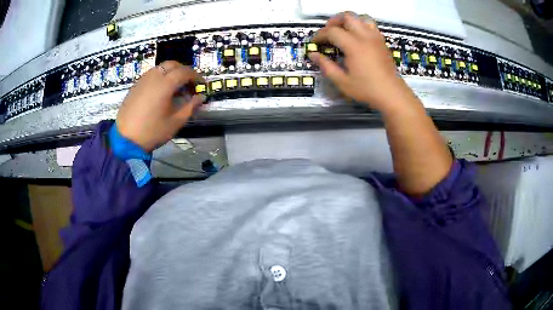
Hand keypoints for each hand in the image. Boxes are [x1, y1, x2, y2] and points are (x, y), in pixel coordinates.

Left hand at [116, 61, 204, 151]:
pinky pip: (151, 74)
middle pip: (172, 64)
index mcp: (165, 84)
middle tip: (189, 83)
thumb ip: (190, 107)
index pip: (185, 72)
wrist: (126, 140)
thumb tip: (201, 97)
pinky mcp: (135, 86)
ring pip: (160, 67)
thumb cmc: (152, 132)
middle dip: (184, 71)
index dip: (196, 76)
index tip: (202, 85)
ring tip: (175, 87)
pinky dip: (160, 77)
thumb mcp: (175, 122)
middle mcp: (154, 76)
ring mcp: (143, 80)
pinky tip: (161, 91)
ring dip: (171, 72)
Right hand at [309, 12, 410, 110]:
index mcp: (354, 46)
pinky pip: (370, 25)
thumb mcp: (342, 81)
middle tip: (328, 33)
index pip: (332, 31)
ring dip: (349, 21)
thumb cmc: (367, 89)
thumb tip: (313, 55)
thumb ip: (326, 66)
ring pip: (360, 17)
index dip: (320, 35)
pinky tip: (357, 37)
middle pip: (347, 17)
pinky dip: (361, 25)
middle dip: (334, 21)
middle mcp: (365, 36)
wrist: (391, 93)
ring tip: (343, 31)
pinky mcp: (382, 41)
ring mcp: (375, 37)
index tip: (315, 42)